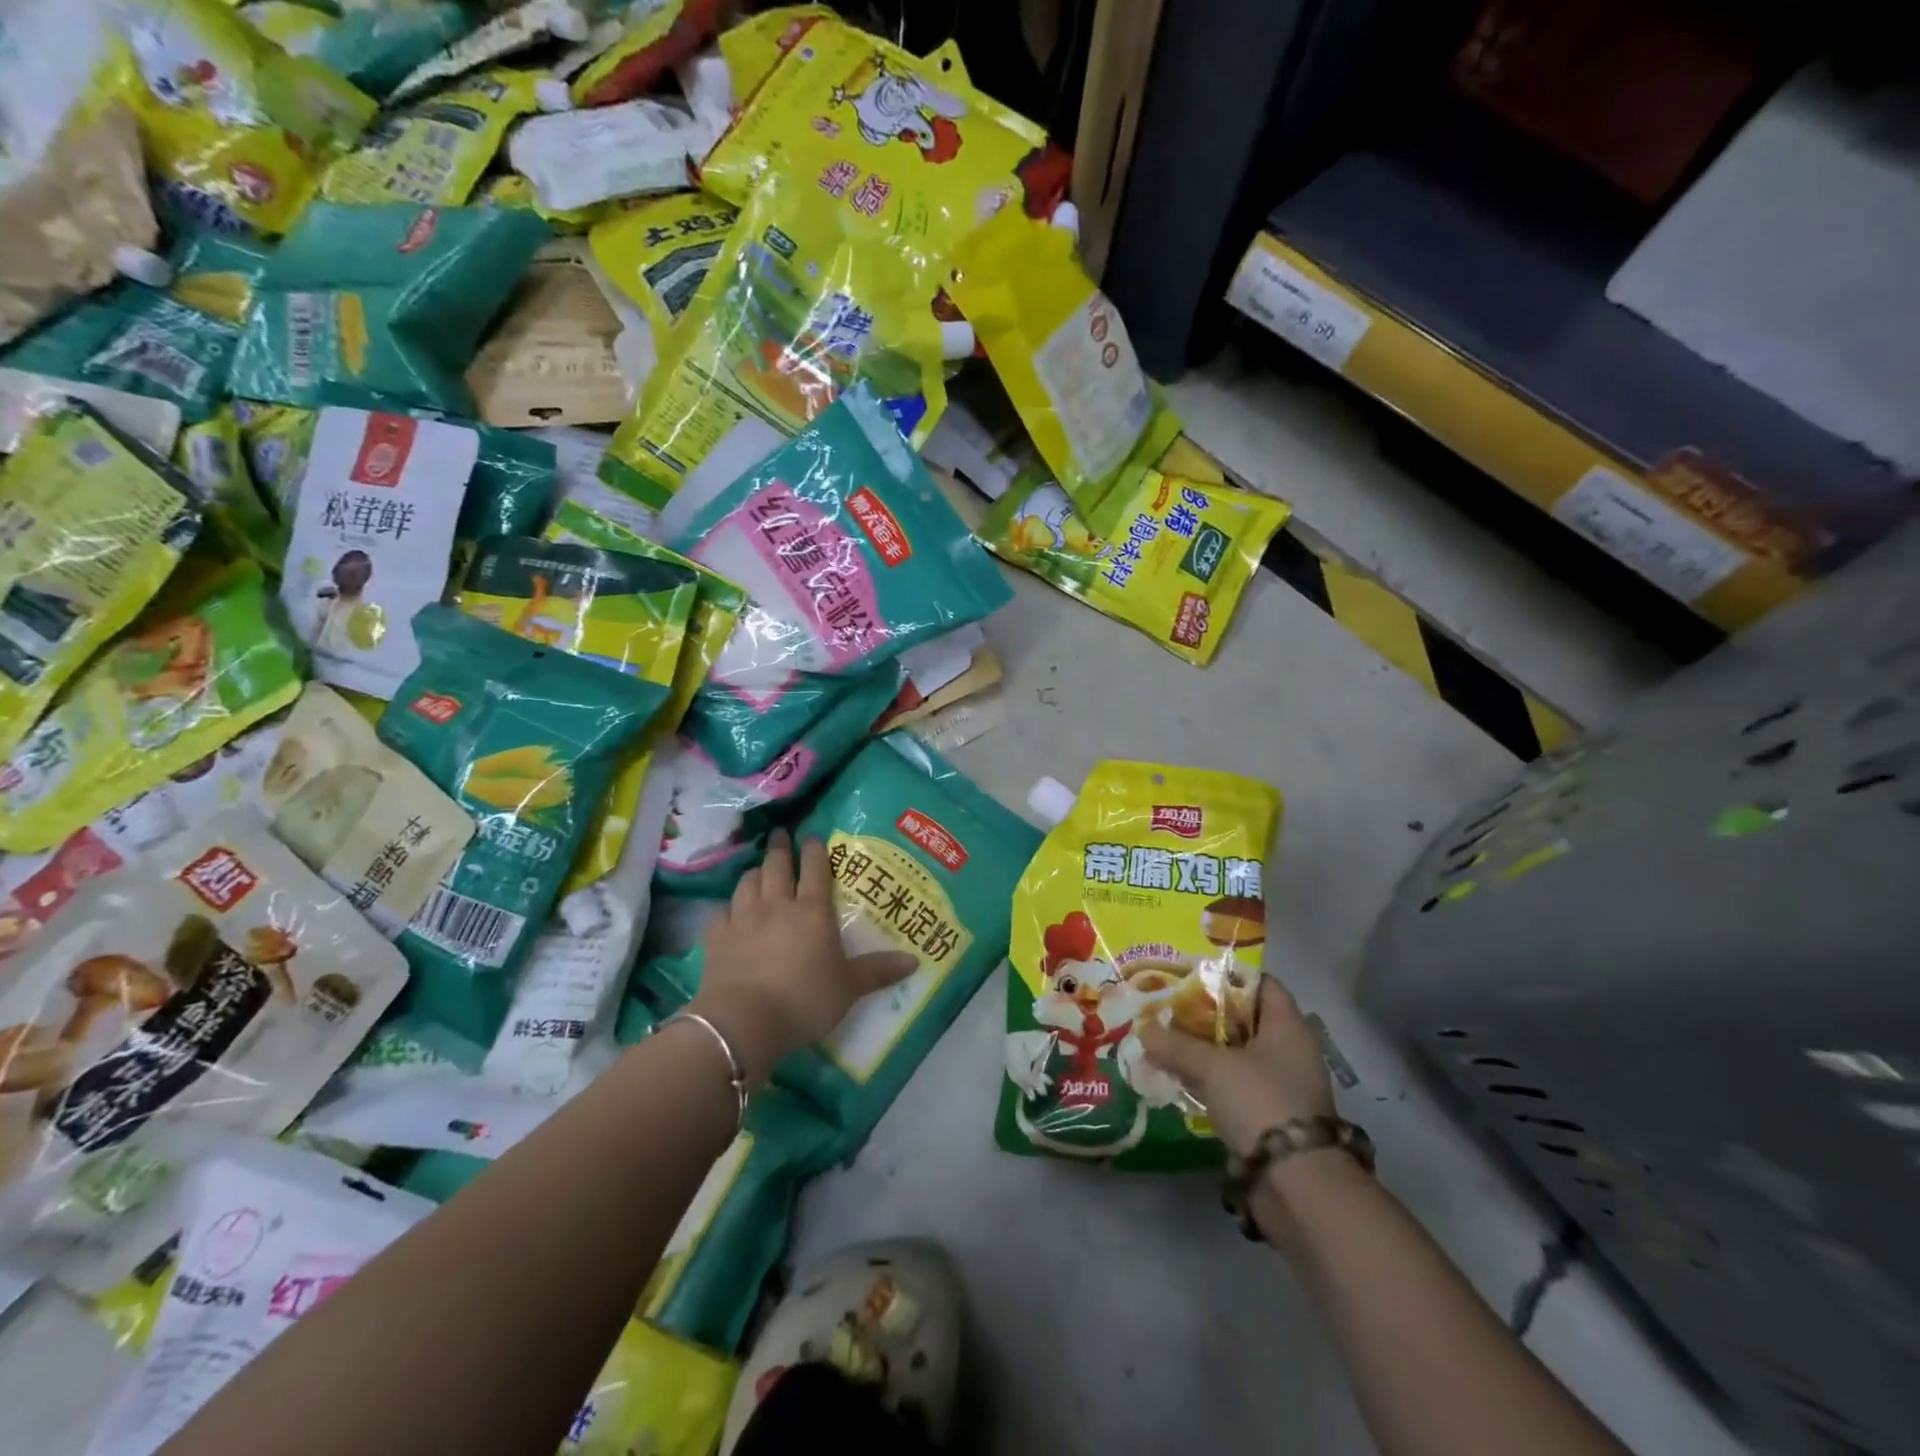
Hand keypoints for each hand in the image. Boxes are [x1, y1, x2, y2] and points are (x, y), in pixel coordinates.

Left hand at [688, 830, 916, 1086]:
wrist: (745, 1020)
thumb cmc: (805, 999)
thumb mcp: (849, 988)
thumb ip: (879, 971)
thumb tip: (915, 960)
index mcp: (812, 911)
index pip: (815, 869)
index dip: (814, 850)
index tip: (812, 836)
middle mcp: (777, 905)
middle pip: (777, 866)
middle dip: (780, 848)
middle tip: (779, 835)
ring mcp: (743, 918)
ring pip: (747, 882)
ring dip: (754, 872)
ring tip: (758, 869)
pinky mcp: (717, 937)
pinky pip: (721, 912)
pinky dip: (727, 907)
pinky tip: (728, 911)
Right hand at [1135, 977, 1335, 1159]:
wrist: (1296, 1184)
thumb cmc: (1261, 1102)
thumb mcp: (1212, 1066)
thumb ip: (1176, 1044)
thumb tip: (1143, 1029)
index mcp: (1288, 1027)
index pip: (1262, 984)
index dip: (1229, 975)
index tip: (1192, 972)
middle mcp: (1290, 1052)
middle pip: (1245, 1020)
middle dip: (1207, 1013)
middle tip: (1169, 1005)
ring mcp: (1283, 1087)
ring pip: (1238, 1055)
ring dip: (1206, 1050)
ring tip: (1166, 1039)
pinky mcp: (1272, 1118)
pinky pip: (1236, 1087)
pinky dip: (1212, 1081)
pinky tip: (1181, 1078)